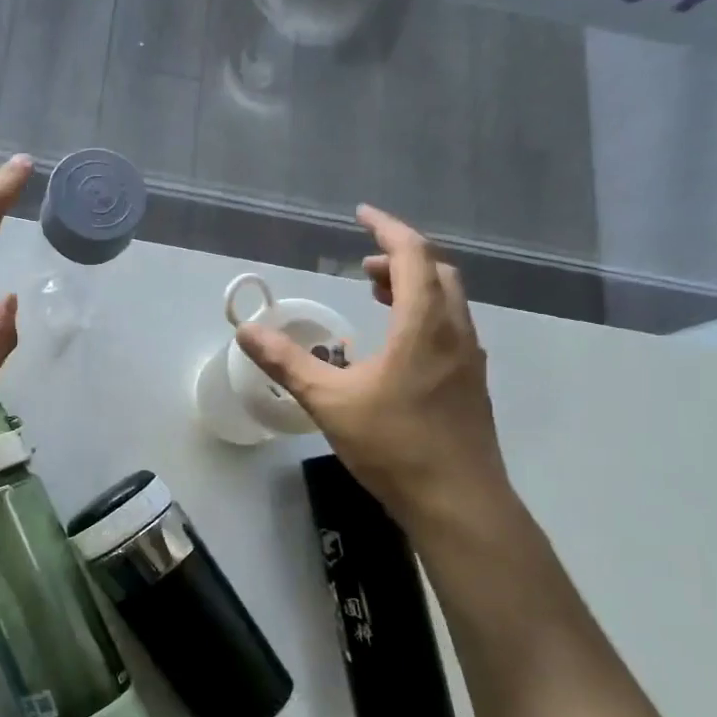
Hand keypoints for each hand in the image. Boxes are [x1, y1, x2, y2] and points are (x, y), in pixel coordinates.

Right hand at [236, 205, 512, 528]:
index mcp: (423, 324)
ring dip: (414, 287)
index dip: (386, 229)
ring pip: (447, 301)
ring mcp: (469, 359)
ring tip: (377, 296)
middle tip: (363, 267)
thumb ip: (287, 362)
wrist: (459, 501)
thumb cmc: (394, 444)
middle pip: (437, 272)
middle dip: (400, 258)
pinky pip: (450, 328)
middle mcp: (454, 331)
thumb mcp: (329, 401)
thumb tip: (246, 331)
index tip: (361, 215)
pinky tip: (397, 346)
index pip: (412, 255)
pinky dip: (423, 315)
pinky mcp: (470, 383)